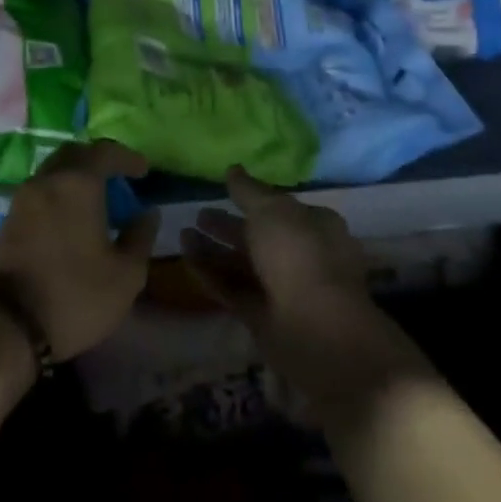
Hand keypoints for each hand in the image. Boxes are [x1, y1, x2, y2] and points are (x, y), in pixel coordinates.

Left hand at [0, 140, 158, 361]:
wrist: (6, 325)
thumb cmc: (75, 295)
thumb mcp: (125, 275)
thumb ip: (140, 238)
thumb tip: (147, 213)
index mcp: (77, 183)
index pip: (105, 151)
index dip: (127, 158)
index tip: (143, 171)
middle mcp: (47, 180)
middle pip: (74, 154)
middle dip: (98, 160)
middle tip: (117, 177)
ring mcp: (22, 198)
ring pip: (53, 172)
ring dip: (75, 177)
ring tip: (94, 200)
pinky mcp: (7, 219)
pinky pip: (38, 193)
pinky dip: (57, 195)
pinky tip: (69, 218)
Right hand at [180, 168, 430, 415]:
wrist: (318, 332)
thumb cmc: (300, 256)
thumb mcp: (272, 210)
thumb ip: (248, 191)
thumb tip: (233, 170)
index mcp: (314, 226)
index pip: (281, 208)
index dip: (254, 199)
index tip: (225, 191)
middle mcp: (300, 256)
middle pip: (258, 236)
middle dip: (228, 225)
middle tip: (198, 214)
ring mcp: (281, 289)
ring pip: (242, 263)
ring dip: (214, 249)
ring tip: (182, 232)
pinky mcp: (261, 316)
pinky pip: (232, 288)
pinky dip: (210, 273)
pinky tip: (185, 258)